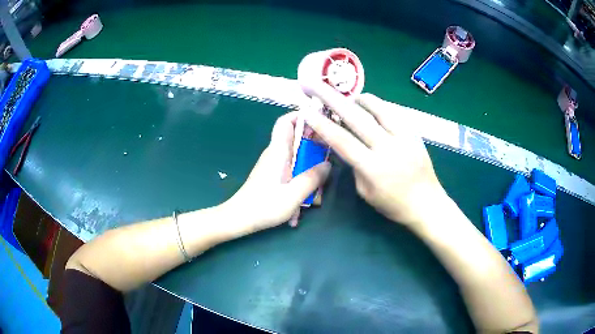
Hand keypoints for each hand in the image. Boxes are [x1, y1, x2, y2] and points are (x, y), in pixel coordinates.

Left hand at [224, 111, 330, 233]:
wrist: (239, 219)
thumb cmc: (264, 206)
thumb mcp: (293, 195)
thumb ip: (312, 178)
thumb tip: (328, 164)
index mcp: (278, 151)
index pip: (286, 122)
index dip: (301, 116)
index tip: (321, 121)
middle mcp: (275, 154)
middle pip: (297, 139)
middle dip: (314, 146)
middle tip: (328, 158)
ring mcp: (274, 165)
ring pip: (297, 157)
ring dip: (309, 169)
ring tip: (318, 189)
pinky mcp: (273, 175)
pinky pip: (292, 170)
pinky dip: (300, 180)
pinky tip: (304, 201)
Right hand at [302, 84, 445, 226]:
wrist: (427, 204)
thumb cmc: (393, 205)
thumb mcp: (365, 192)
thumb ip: (354, 166)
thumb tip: (346, 145)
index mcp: (372, 168)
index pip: (342, 140)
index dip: (322, 124)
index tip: (307, 111)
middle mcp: (388, 148)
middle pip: (356, 117)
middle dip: (333, 99)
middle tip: (318, 86)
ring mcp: (404, 137)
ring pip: (378, 108)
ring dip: (359, 99)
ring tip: (349, 97)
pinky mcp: (414, 133)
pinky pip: (394, 112)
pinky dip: (379, 106)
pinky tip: (372, 106)